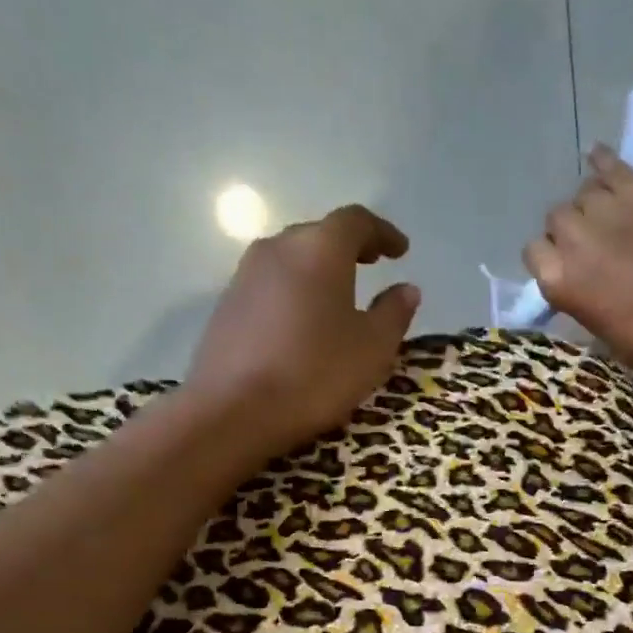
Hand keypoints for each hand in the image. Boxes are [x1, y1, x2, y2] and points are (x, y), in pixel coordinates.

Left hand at [185, 204, 419, 458]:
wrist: (233, 411)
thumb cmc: (315, 373)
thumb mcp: (373, 348)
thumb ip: (394, 312)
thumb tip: (406, 289)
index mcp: (320, 249)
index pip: (356, 221)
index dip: (383, 233)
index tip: (401, 251)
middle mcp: (278, 248)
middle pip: (319, 234)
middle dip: (349, 247)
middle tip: (372, 264)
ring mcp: (245, 275)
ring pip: (291, 259)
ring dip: (318, 269)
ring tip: (339, 293)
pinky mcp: (227, 305)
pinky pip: (271, 284)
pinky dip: (295, 291)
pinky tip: (304, 321)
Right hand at [524, 145, 632, 393]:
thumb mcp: (596, 326)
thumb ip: (579, 293)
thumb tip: (580, 278)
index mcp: (556, 281)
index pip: (534, 252)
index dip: (551, 255)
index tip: (567, 263)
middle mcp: (571, 239)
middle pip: (558, 218)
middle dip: (572, 228)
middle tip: (595, 242)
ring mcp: (605, 210)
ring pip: (584, 193)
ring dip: (593, 203)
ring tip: (611, 215)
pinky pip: (611, 166)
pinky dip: (603, 162)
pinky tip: (599, 158)